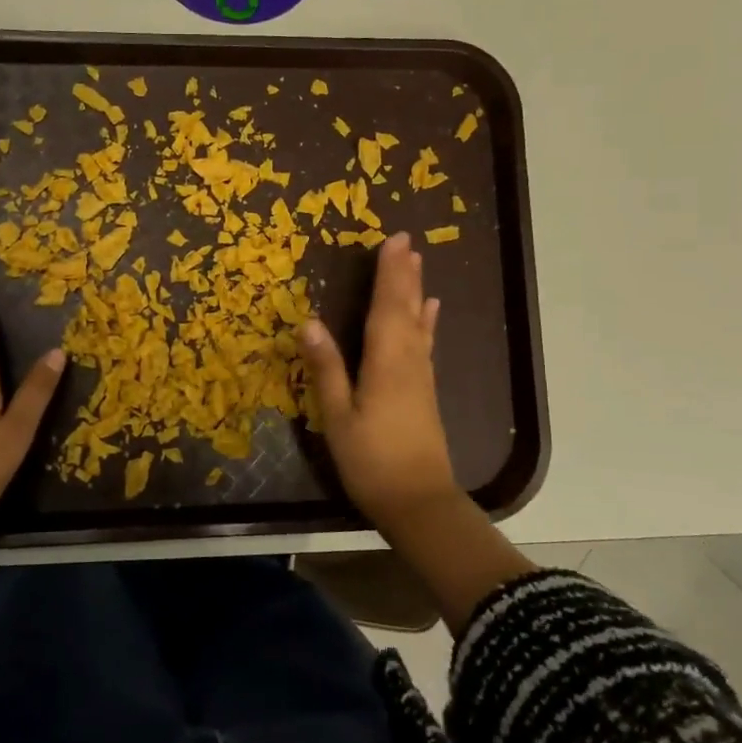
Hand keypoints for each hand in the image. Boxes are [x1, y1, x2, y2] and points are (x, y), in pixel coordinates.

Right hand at [298, 231, 457, 529]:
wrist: (418, 502)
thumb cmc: (371, 461)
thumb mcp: (338, 417)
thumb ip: (327, 368)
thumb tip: (310, 321)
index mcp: (385, 362)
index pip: (386, 306)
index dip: (389, 272)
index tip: (393, 240)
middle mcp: (408, 360)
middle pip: (406, 308)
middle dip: (405, 273)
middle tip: (406, 240)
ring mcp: (421, 375)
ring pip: (418, 322)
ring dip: (416, 290)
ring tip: (418, 263)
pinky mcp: (425, 390)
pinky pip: (426, 343)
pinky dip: (427, 322)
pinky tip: (431, 311)